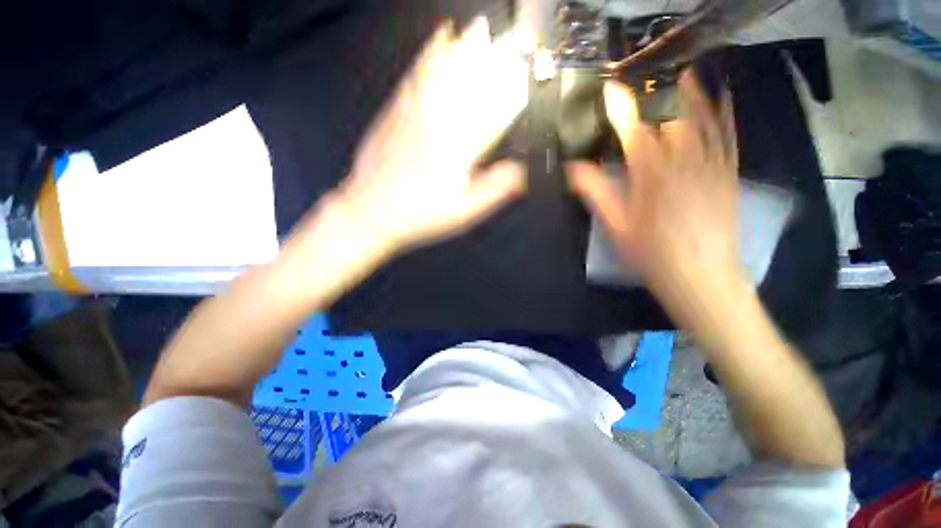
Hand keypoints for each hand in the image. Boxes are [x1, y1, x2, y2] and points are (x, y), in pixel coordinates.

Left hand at [336, 17, 528, 254]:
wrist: (370, 211)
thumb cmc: (421, 215)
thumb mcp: (463, 211)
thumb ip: (493, 190)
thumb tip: (521, 172)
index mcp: (458, 148)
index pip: (490, 113)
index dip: (510, 91)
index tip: (526, 73)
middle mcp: (437, 123)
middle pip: (466, 84)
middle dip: (488, 58)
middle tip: (506, 37)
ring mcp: (413, 113)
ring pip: (440, 73)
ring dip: (460, 49)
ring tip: (475, 28)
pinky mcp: (392, 113)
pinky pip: (413, 77)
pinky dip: (427, 56)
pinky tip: (434, 44)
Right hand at [567, 72, 739, 297]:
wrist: (701, 277)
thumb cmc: (652, 255)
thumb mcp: (616, 227)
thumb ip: (596, 193)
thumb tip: (573, 169)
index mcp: (652, 176)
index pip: (634, 131)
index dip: (621, 108)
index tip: (610, 89)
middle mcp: (685, 163)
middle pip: (673, 117)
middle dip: (658, 93)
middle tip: (647, 78)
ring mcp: (712, 165)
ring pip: (703, 119)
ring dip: (691, 93)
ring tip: (682, 74)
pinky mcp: (729, 174)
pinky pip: (728, 136)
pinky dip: (725, 113)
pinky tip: (722, 99)